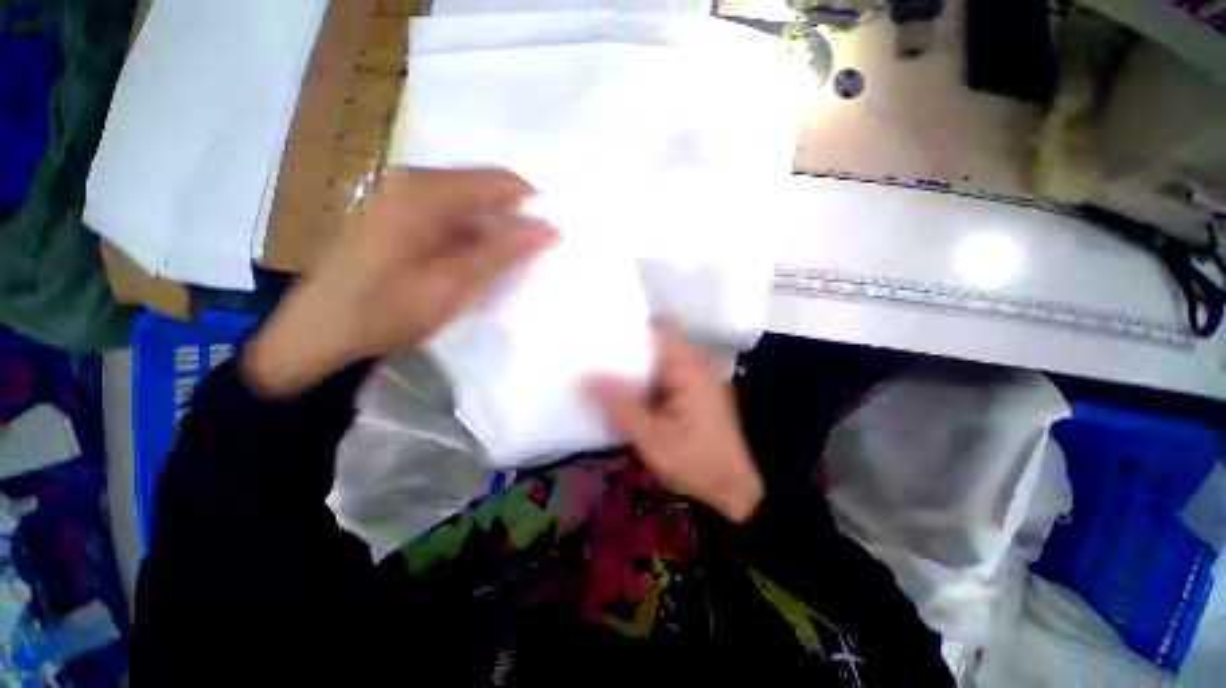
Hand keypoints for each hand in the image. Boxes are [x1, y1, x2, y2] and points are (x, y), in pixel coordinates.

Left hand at [244, 169, 556, 396]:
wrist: (317, 332)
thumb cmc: (386, 310)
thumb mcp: (454, 284)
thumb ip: (504, 252)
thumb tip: (550, 229)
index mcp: (424, 191)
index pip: (499, 181)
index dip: (532, 206)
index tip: (553, 236)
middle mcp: (411, 182)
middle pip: (482, 189)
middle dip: (513, 219)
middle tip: (535, 254)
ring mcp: (399, 197)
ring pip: (467, 205)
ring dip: (493, 230)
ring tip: (510, 263)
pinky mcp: (395, 216)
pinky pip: (449, 216)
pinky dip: (471, 236)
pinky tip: (477, 262)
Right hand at [589, 326, 763, 522]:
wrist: (735, 489)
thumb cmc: (697, 462)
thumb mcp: (652, 438)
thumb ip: (620, 406)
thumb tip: (586, 378)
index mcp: (688, 367)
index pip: (655, 331)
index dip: (626, 329)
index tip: (596, 334)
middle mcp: (693, 364)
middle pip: (653, 344)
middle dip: (623, 351)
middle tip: (589, 356)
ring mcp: (693, 378)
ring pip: (655, 362)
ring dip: (631, 368)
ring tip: (597, 371)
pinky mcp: (691, 392)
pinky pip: (661, 377)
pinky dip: (642, 382)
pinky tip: (622, 393)